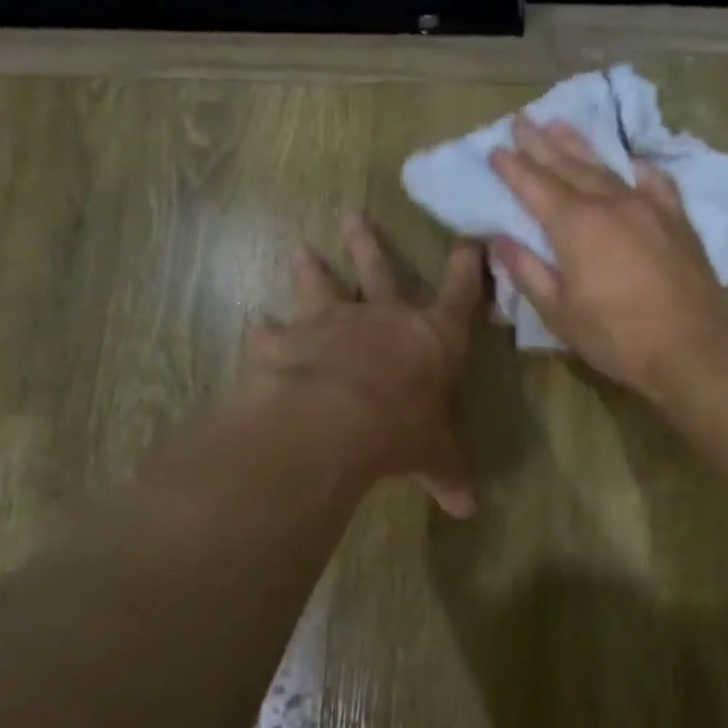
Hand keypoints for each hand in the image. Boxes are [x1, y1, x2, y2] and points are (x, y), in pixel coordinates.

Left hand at [240, 217, 483, 516]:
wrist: (335, 418)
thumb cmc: (400, 428)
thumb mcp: (432, 455)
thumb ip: (448, 474)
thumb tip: (469, 510)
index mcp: (430, 339)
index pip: (459, 297)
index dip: (466, 272)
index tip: (469, 243)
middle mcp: (383, 318)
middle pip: (380, 272)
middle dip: (370, 247)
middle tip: (354, 217)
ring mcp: (334, 324)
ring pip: (324, 287)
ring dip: (313, 270)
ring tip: (301, 250)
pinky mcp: (291, 340)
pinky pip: (276, 333)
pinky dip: (267, 331)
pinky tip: (257, 326)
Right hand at [489, 116, 727, 397]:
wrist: (691, 348)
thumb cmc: (616, 337)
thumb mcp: (559, 313)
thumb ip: (528, 272)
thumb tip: (498, 241)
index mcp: (575, 225)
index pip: (535, 186)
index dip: (513, 168)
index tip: (495, 149)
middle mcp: (611, 203)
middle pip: (569, 166)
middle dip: (542, 144)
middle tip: (522, 121)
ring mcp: (648, 207)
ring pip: (608, 166)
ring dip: (581, 145)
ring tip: (561, 124)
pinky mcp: (677, 219)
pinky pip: (655, 181)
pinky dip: (636, 168)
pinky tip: (631, 162)